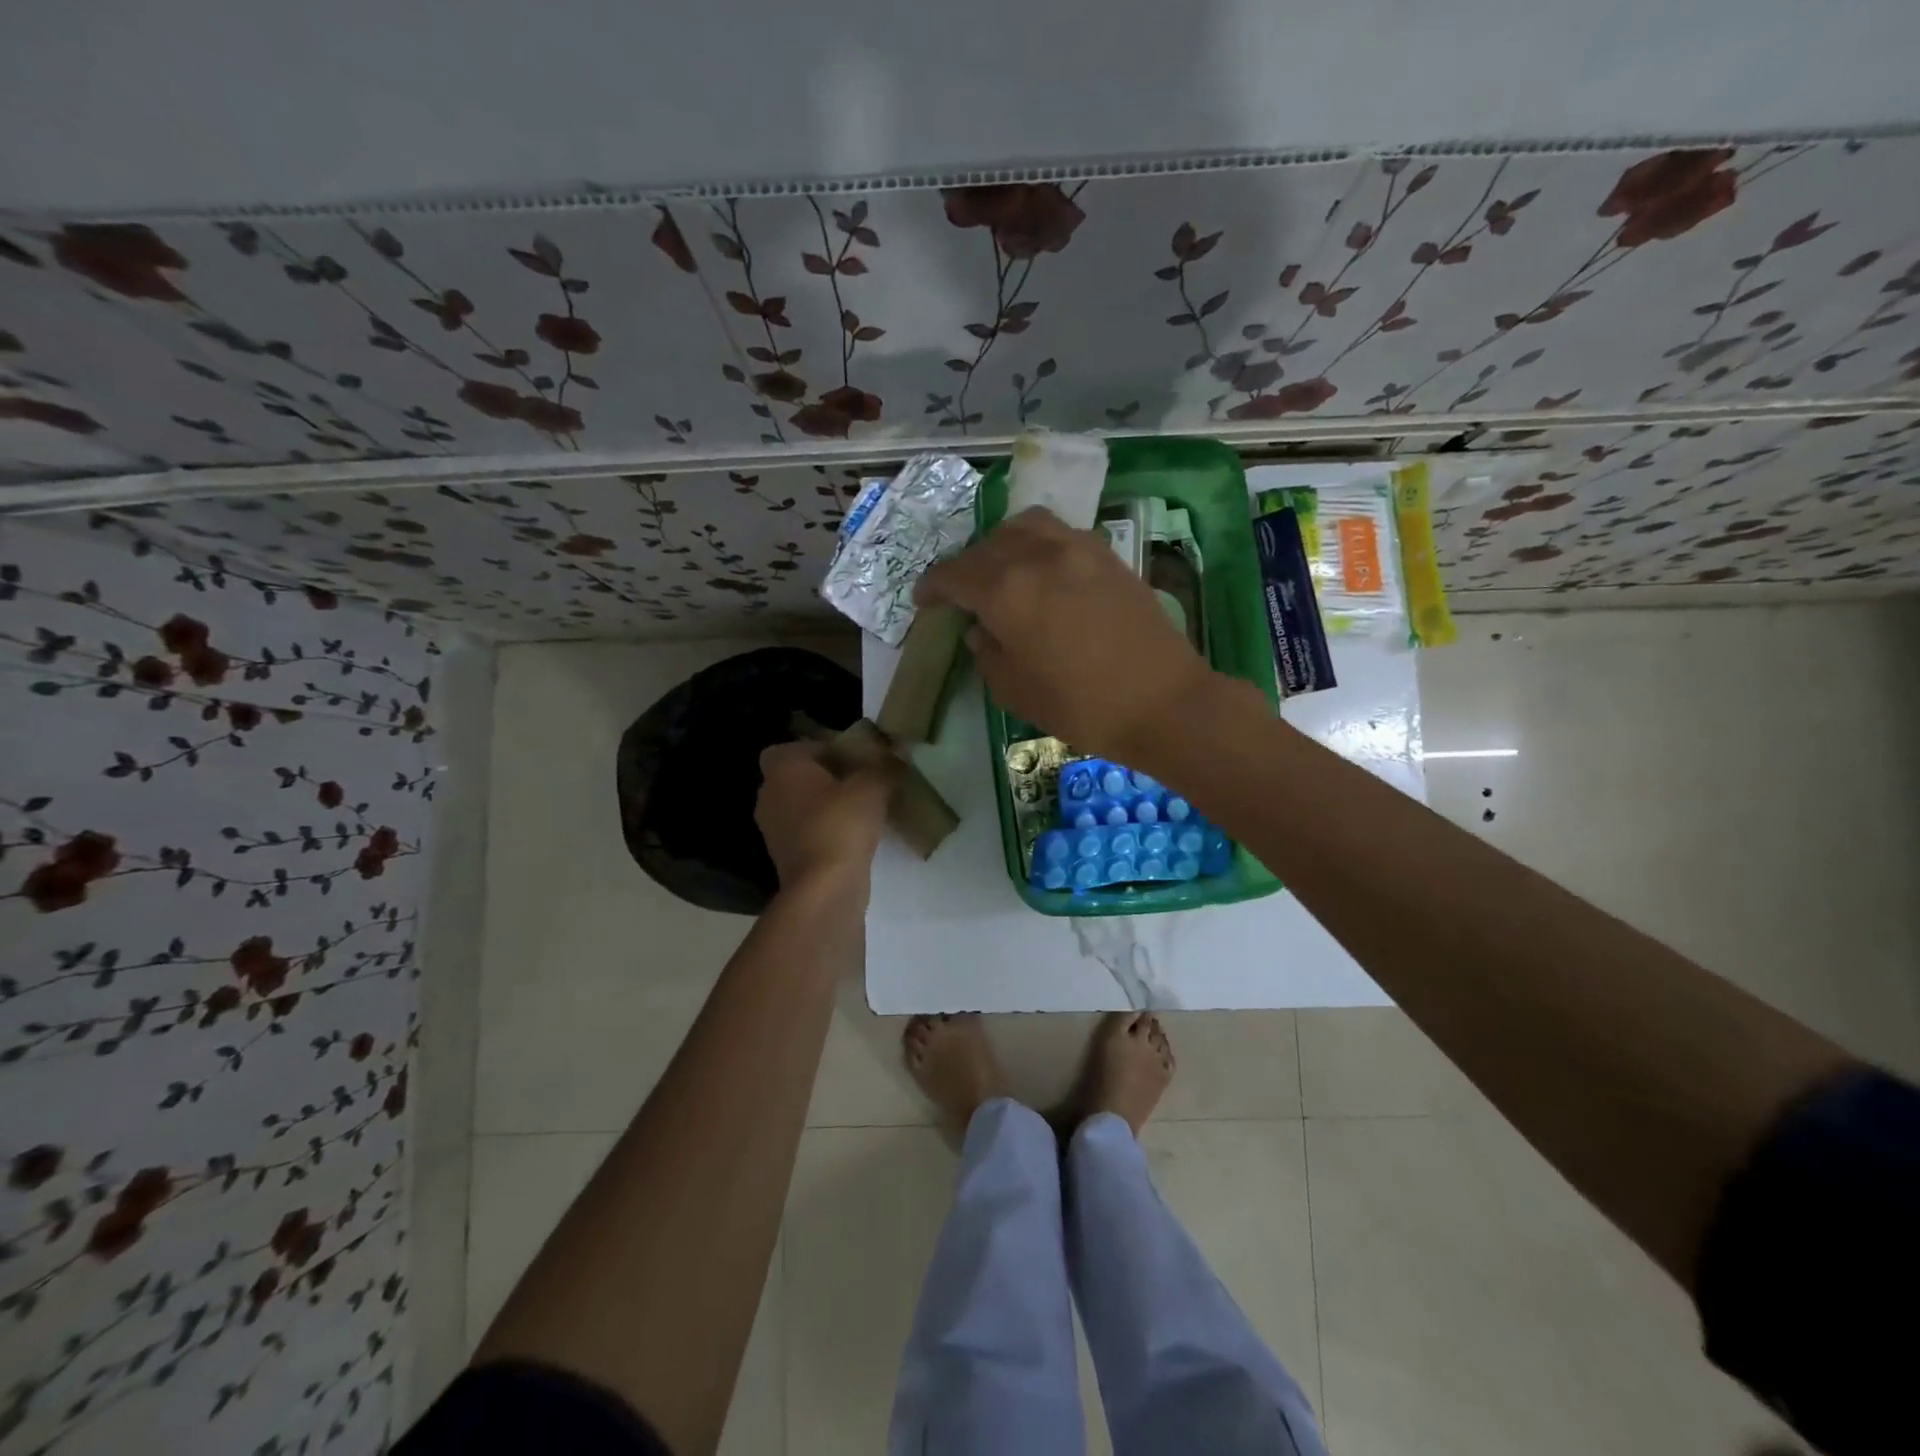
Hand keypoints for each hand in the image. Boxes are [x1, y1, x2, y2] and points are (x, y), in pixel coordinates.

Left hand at [755, 741, 889, 893]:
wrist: (825, 888)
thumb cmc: (841, 824)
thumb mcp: (873, 786)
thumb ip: (885, 765)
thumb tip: (897, 751)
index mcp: (783, 769)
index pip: (795, 747)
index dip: (821, 749)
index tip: (852, 758)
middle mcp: (769, 795)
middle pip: (797, 777)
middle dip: (826, 778)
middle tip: (861, 781)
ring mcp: (774, 830)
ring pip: (801, 806)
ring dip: (826, 807)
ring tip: (862, 810)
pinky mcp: (785, 858)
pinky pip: (806, 832)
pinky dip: (825, 831)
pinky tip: (855, 837)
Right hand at [916, 508, 1225, 767]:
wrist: (1163, 702)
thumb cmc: (1081, 706)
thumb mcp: (1015, 691)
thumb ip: (987, 653)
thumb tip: (980, 629)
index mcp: (1006, 590)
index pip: (954, 575)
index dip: (933, 587)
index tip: (924, 602)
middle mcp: (1038, 556)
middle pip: (987, 546)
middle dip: (966, 567)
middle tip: (962, 594)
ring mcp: (1078, 549)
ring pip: (1026, 526)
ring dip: (1003, 544)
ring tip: (1003, 571)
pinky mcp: (1109, 556)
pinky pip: (1061, 536)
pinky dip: (1040, 546)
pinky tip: (1044, 574)